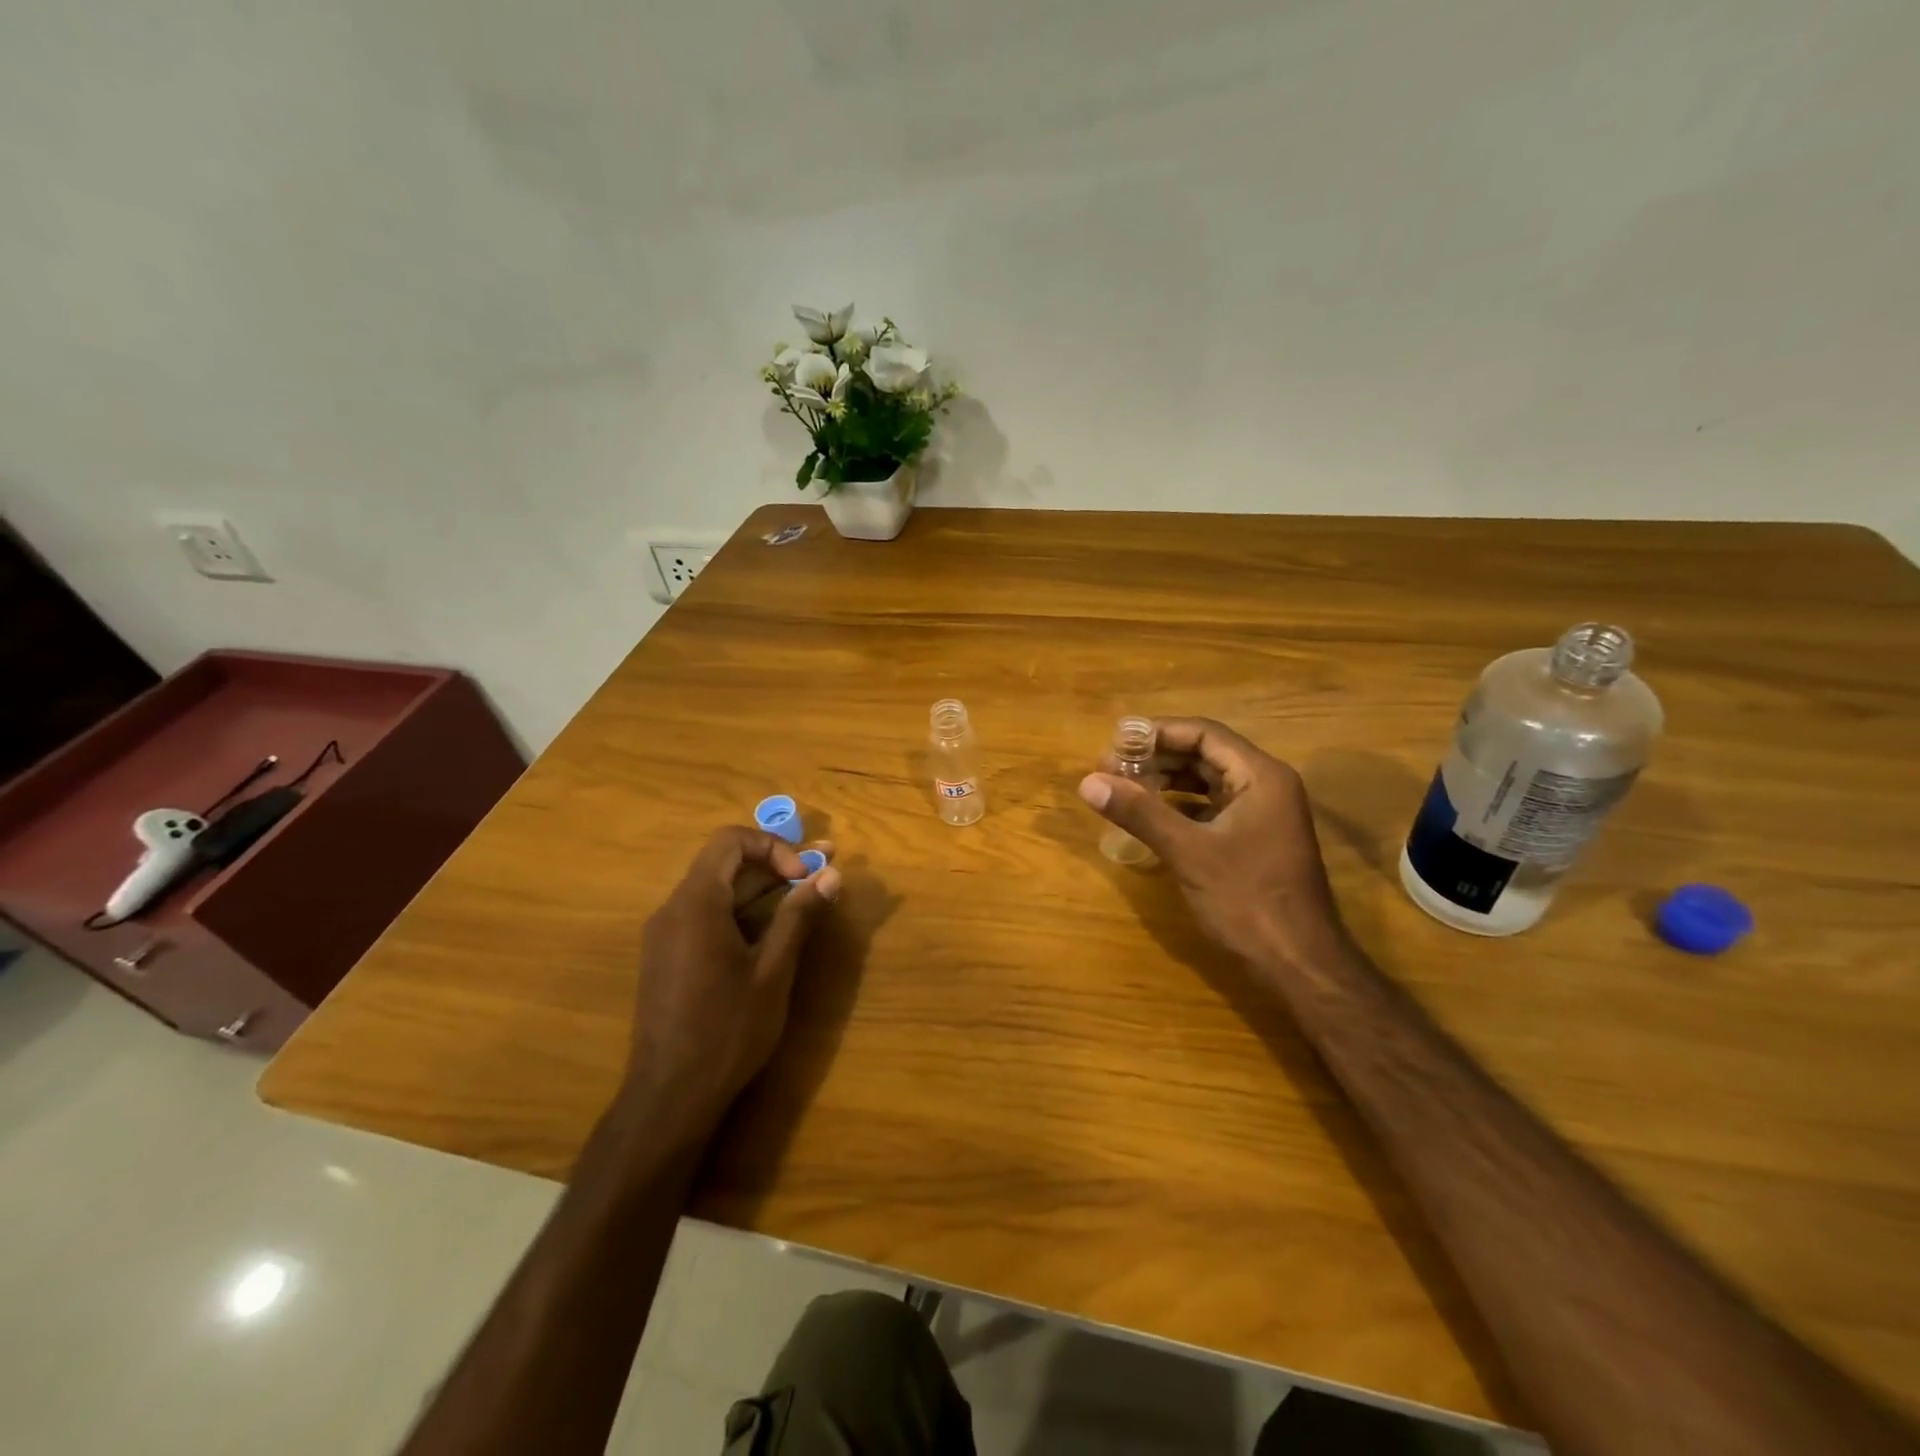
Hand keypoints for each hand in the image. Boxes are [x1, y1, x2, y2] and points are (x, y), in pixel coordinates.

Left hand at [621, 827, 840, 1134]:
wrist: (669, 1097)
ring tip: (804, 896)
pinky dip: (740, 910)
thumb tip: (831, 875)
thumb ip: (798, 916)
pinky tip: (769, 930)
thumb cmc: (727, 1030)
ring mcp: (664, 934)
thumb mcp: (773, 971)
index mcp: (696, 903)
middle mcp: (672, 909)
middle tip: (823, 871)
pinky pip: (704, 915)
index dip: (774, 847)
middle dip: (775, 863)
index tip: (803, 877)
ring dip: (761, 887)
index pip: (730, 841)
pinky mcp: (666, 957)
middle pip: (724, 862)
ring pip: (716, 889)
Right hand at [1079, 718, 1344, 970]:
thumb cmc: (1247, 900)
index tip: (1116, 742)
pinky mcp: (1254, 840)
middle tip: (1110, 767)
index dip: (1158, 733)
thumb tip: (1088, 781)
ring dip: (1166, 782)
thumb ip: (1140, 812)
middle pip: (1205, 755)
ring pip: (1207, 783)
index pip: (1204, 734)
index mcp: (1260, 776)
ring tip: (1123, 788)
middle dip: (1157, 758)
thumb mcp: (1188, 852)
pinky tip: (1150, 818)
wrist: (1299, 963)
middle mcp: (1265, 786)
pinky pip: (1211, 809)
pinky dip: (1179, 807)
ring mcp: (1262, 815)